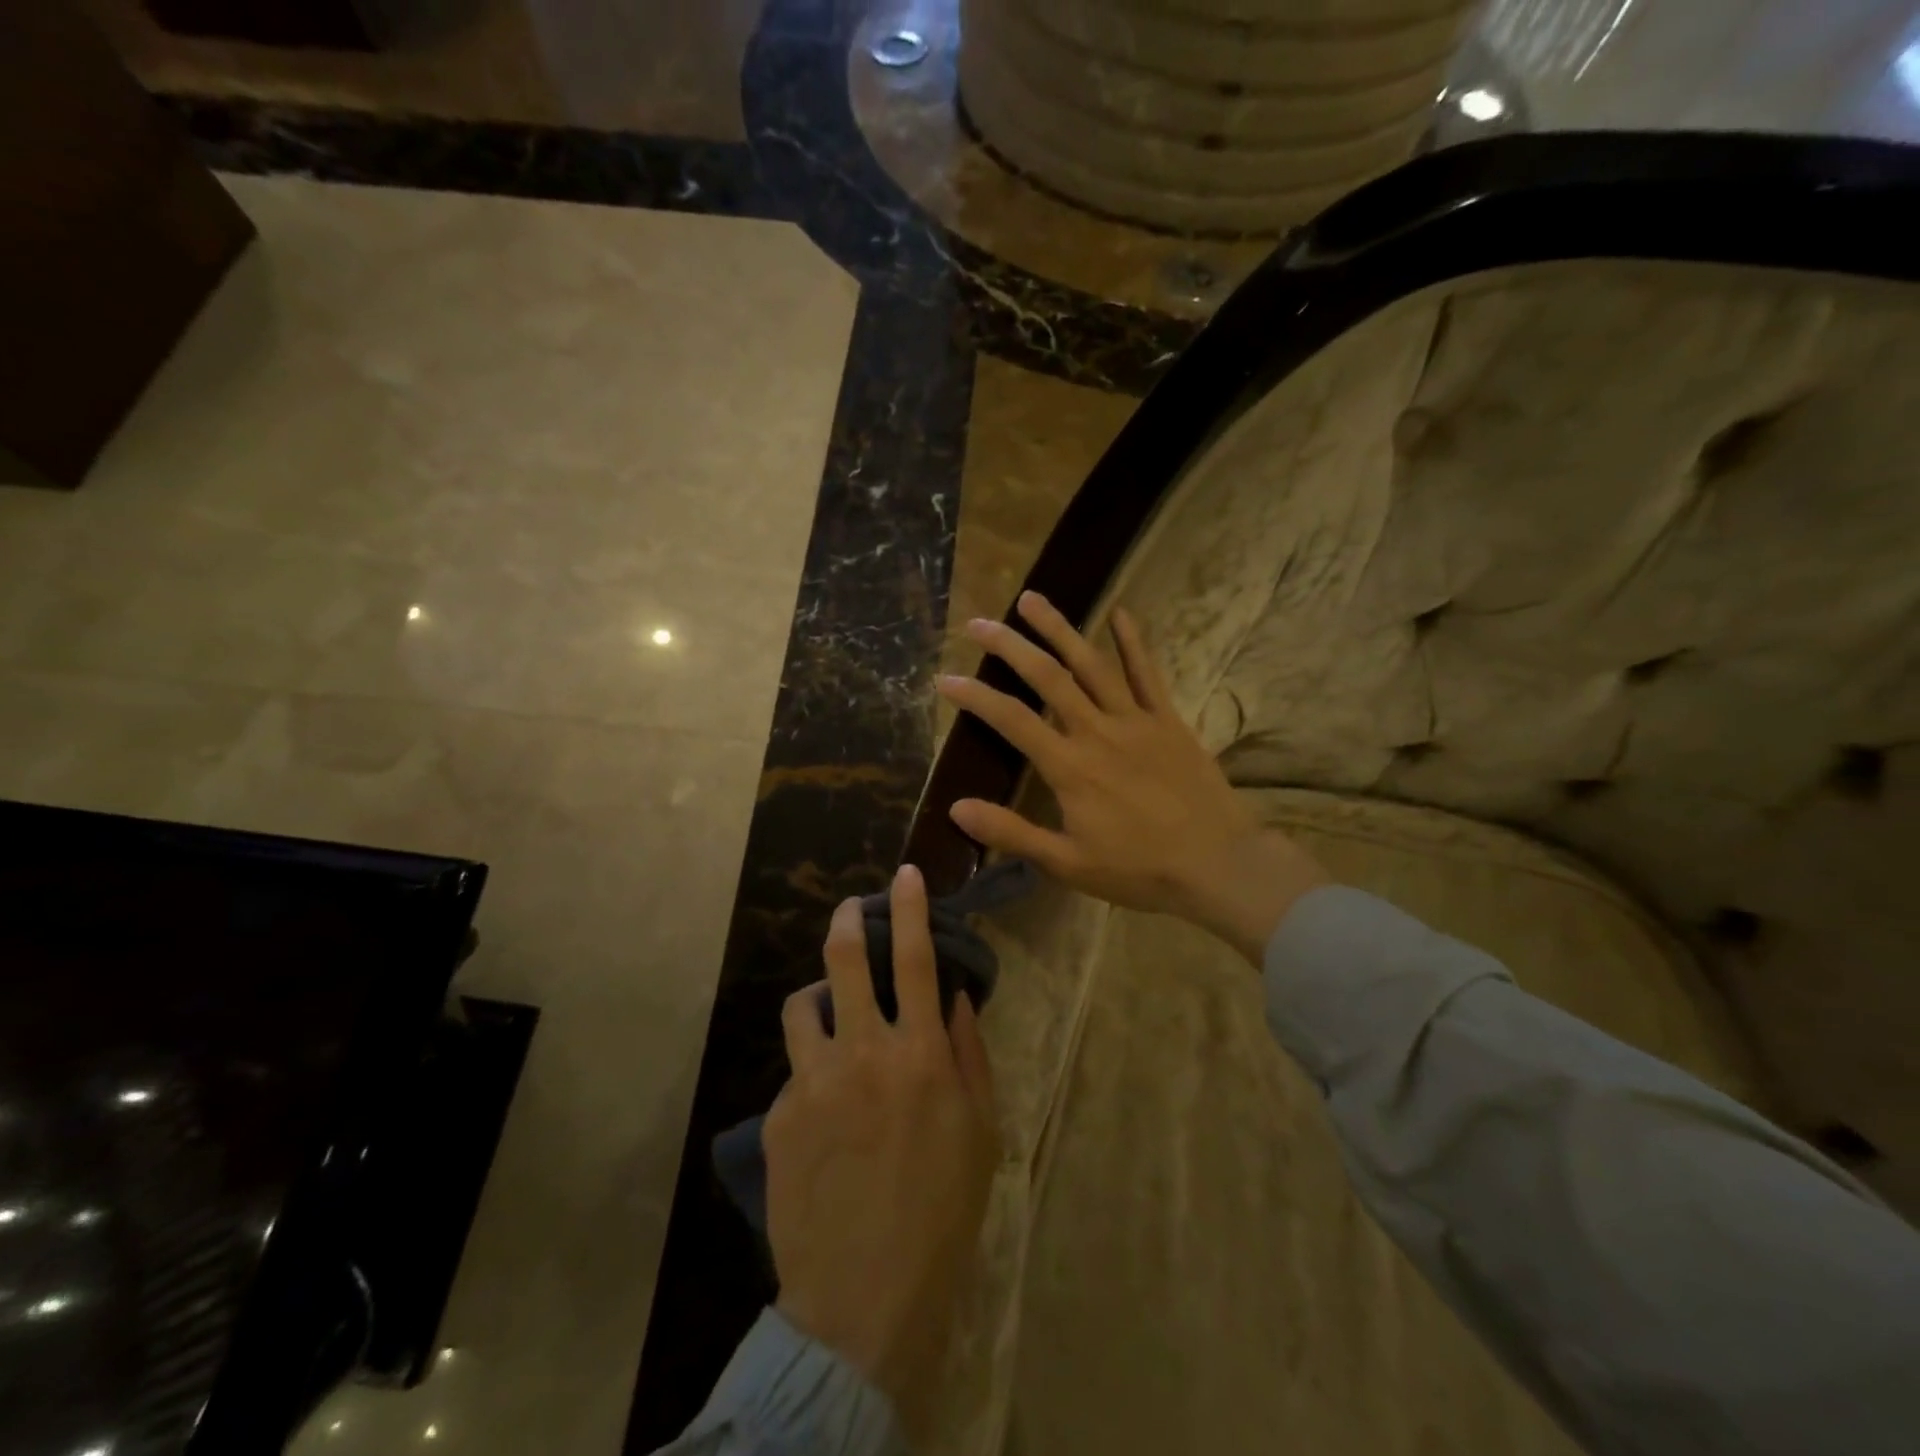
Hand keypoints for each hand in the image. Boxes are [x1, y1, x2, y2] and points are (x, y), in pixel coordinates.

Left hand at [766, 864, 998, 1441]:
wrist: (864, 1298)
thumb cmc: (941, 1212)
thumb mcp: (981, 1132)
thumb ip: (970, 1054)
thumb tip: (958, 997)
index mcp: (921, 1054)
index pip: (918, 958)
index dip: (911, 908)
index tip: (906, 874)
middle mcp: (865, 1052)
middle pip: (847, 958)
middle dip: (848, 919)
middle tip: (850, 907)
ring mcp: (814, 1081)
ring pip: (804, 1002)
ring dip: (821, 995)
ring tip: (832, 1012)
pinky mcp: (780, 1114)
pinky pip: (794, 1068)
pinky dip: (811, 1066)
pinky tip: (823, 1104)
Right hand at [936, 591, 1328, 964]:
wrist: (1219, 865)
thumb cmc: (1139, 869)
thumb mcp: (1067, 863)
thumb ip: (1012, 833)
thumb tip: (957, 808)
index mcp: (1069, 767)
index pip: (1011, 720)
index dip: (975, 697)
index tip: (944, 678)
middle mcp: (1098, 731)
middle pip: (1048, 677)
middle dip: (1009, 646)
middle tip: (979, 622)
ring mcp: (1136, 720)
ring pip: (1092, 664)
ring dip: (1059, 628)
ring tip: (1032, 598)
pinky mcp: (1168, 721)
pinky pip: (1148, 674)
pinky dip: (1133, 642)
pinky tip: (1120, 612)